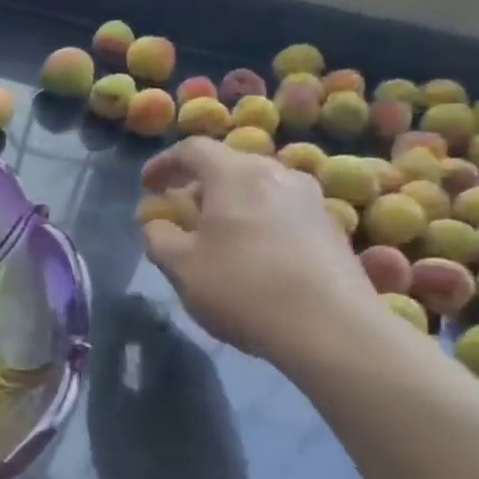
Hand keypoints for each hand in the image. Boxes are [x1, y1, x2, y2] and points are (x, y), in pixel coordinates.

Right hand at [140, 136, 380, 362]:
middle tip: (180, 212)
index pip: (192, 149)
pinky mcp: (332, 228)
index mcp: (235, 175)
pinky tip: (252, 254)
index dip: (163, 164)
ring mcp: (311, 199)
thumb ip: (158, 237)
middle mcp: (277, 174)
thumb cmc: (243, 289)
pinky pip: (282, 210)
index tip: (147, 186)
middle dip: (198, 184)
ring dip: (230, 203)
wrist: (332, 329)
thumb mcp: (180, 267)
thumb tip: (156, 223)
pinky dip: (258, 220)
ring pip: (259, 187)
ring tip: (216, 234)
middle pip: (229, 165)